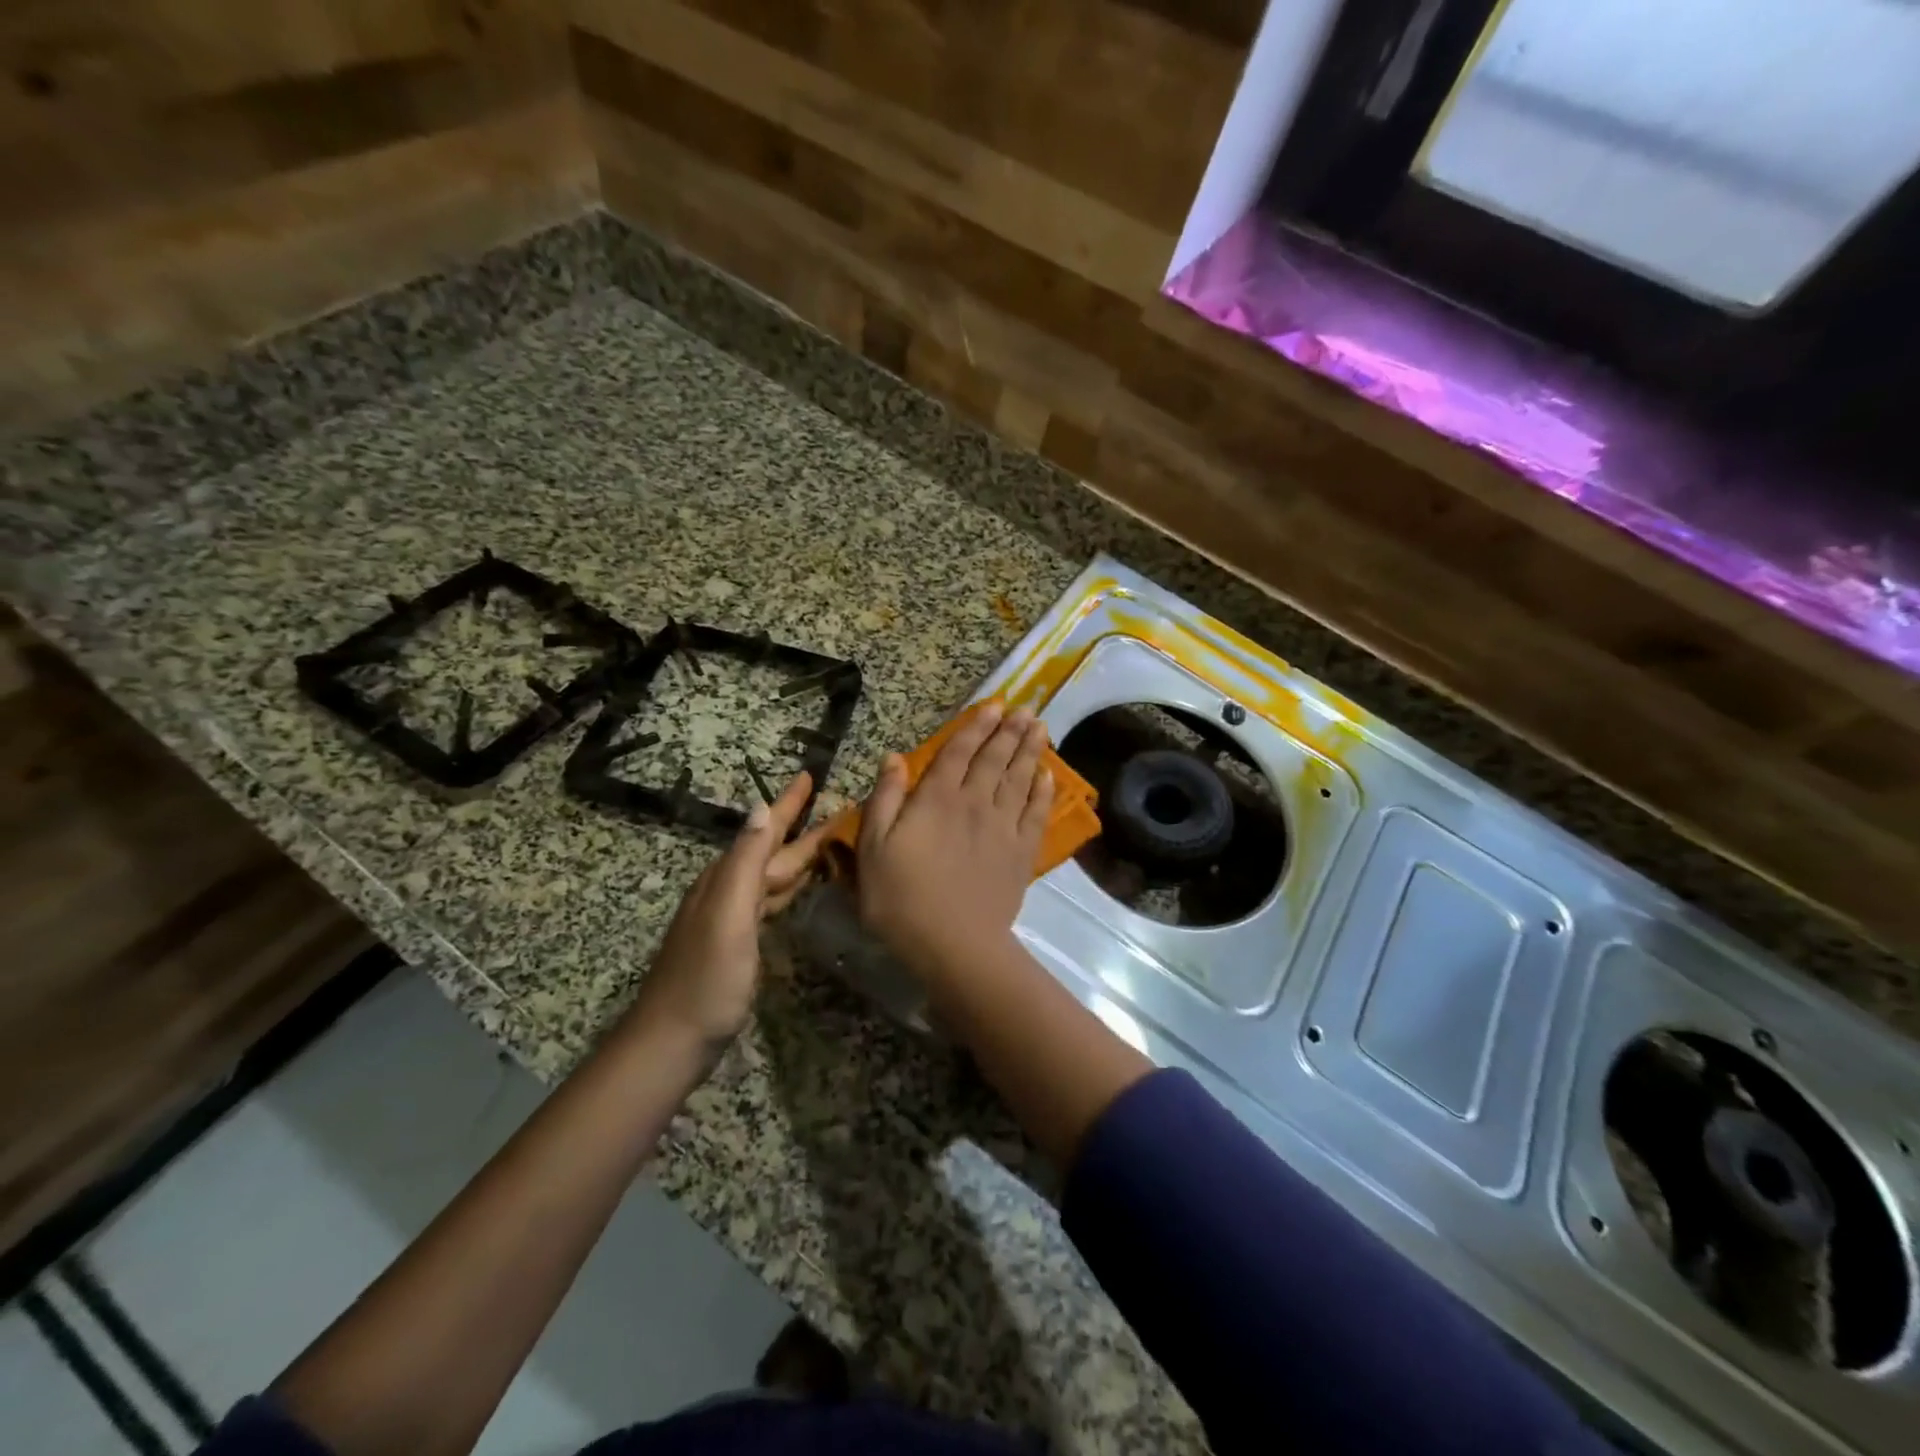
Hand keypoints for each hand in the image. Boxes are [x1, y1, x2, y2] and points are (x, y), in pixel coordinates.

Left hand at [626, 772, 825, 1050]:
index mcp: (727, 878)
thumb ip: (745, 861)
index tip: (809, 774)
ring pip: (773, 875)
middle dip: (803, 827)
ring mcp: (732, 918)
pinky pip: (771, 901)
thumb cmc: (707, 978)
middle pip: (772, 851)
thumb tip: (761, 806)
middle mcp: (728, 890)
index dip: (787, 803)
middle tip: (840, 808)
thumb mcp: (729, 914)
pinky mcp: (738, 943)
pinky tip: (801, 888)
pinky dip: (790, 887)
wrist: (673, 1039)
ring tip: (831, 841)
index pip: (764, 830)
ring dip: (800, 855)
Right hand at [856, 701, 1053, 977]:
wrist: (953, 944)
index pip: (959, 752)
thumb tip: (893, 757)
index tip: (993, 706)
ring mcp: (1003, 827)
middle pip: (995, 759)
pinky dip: (1043, 791)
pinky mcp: (1021, 852)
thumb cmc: (901, 898)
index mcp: (937, 799)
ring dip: (1030, 751)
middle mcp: (974, 803)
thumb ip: (885, 799)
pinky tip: (1048, 776)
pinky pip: (1036, 813)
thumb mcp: (873, 848)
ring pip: (1019, 779)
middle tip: (1025, 709)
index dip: (976, 727)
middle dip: (1010, 731)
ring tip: (1040, 727)